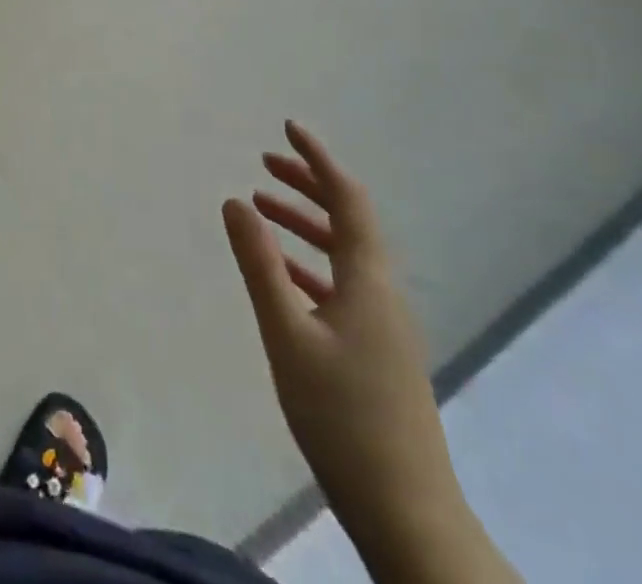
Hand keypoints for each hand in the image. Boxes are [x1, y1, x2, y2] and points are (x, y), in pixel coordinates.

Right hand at [223, 123, 518, 583]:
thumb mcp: (287, 334)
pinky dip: (310, 263)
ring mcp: (383, 323)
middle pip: (349, 220)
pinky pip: (341, 284)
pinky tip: (282, 273)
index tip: (289, 128)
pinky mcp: (376, 350)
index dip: (318, 160)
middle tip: (266, 162)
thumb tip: (235, 201)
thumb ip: (259, 264)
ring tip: (262, 206)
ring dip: (306, 223)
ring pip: (344, 253)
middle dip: (309, 185)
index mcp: (368, 281)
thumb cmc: (342, 416)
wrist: (406, 512)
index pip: (348, 199)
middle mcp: (382, 292)